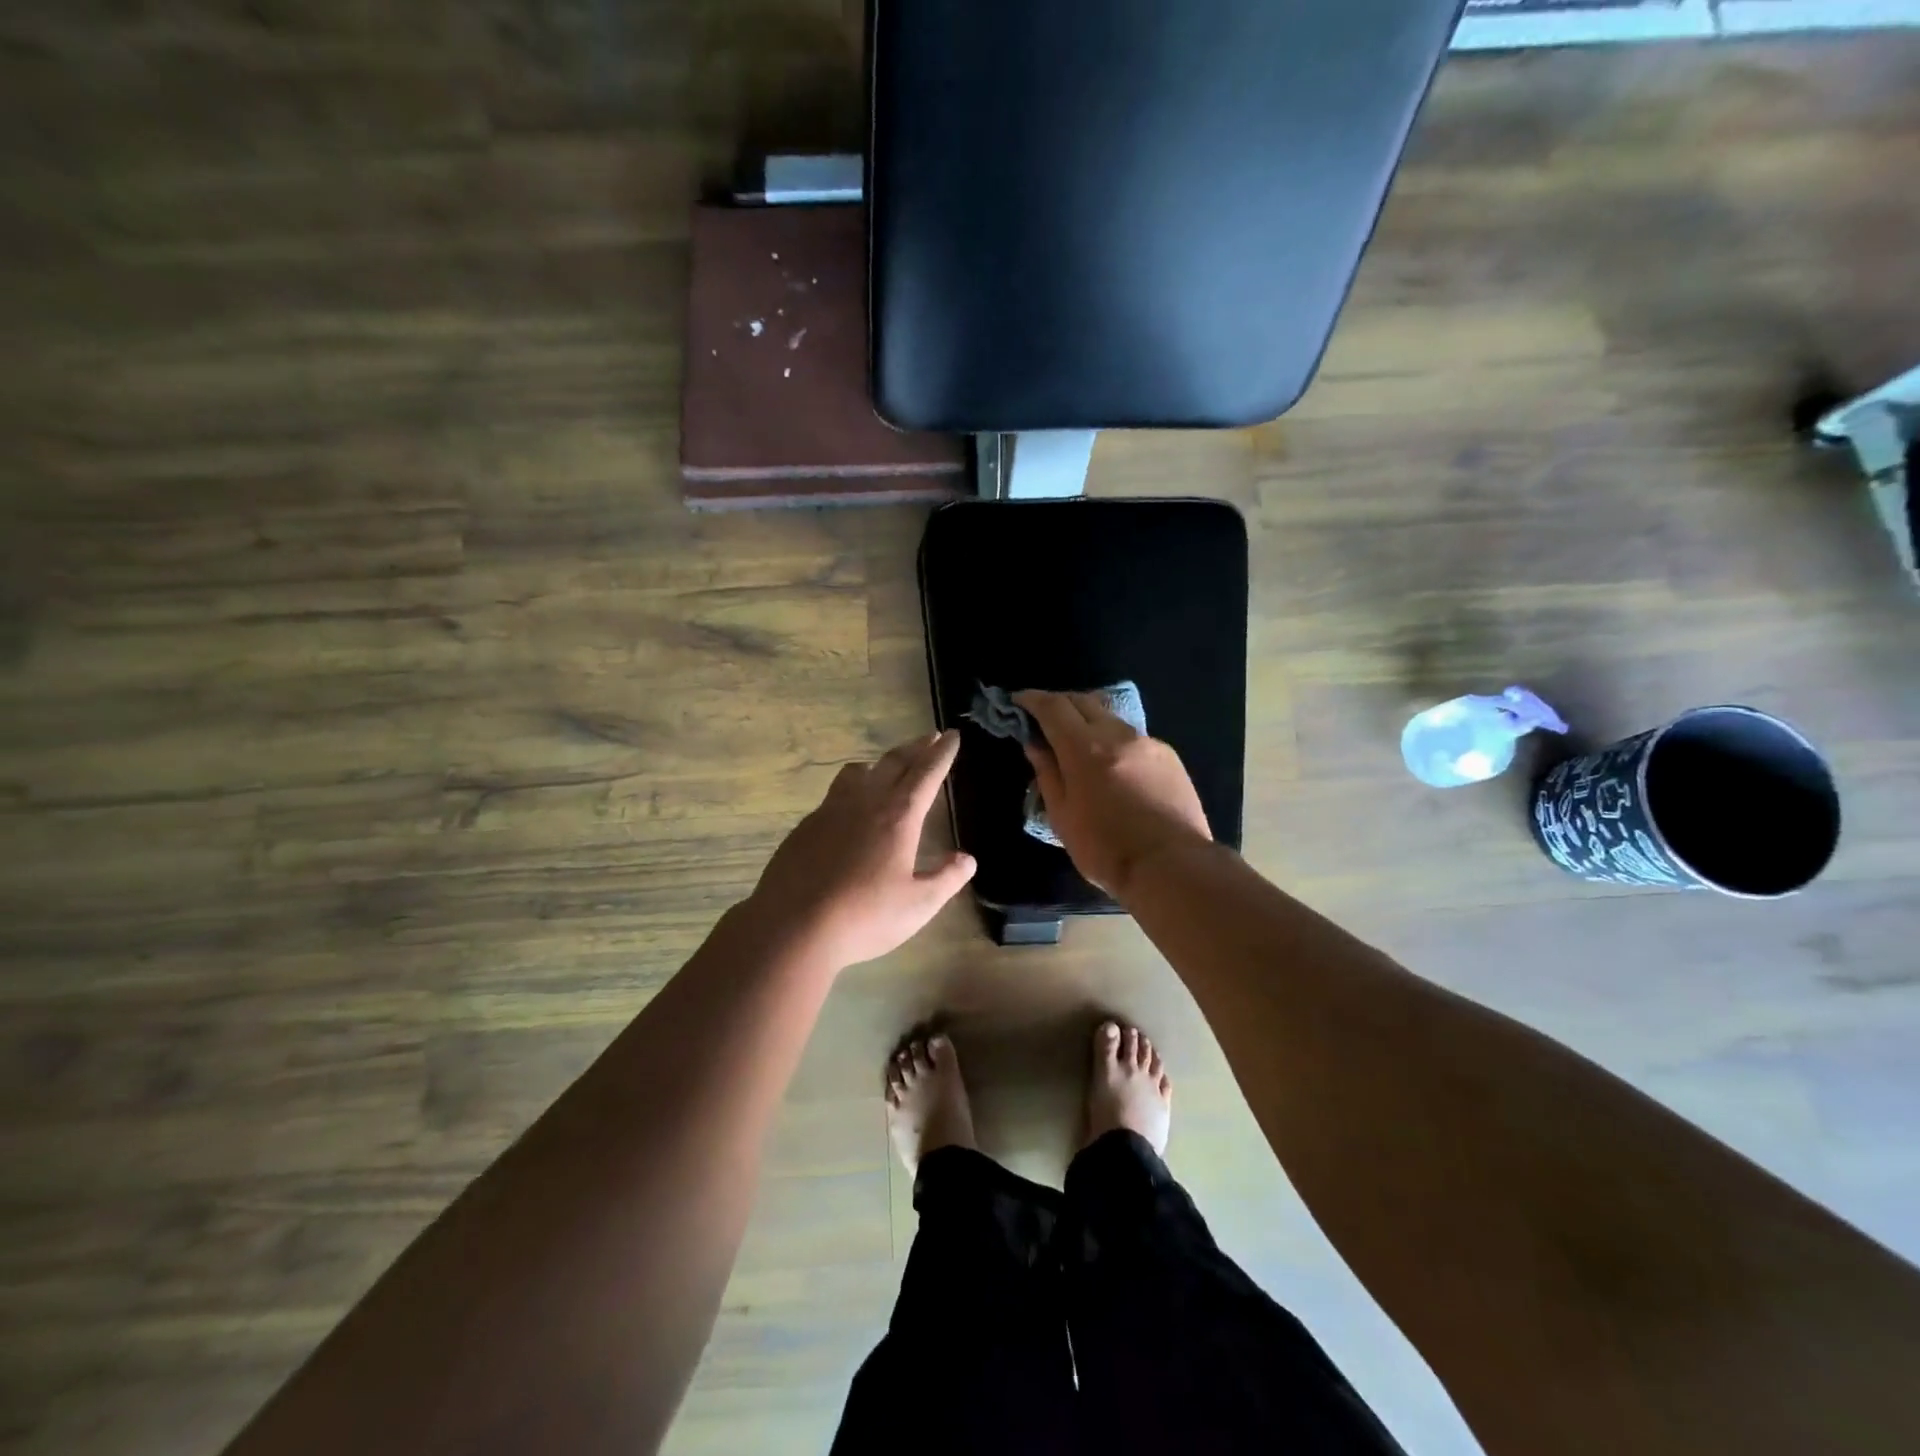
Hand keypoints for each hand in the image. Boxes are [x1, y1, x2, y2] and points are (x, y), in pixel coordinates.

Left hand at [749, 730, 975, 968]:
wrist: (793, 926)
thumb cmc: (865, 916)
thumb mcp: (918, 905)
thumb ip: (946, 879)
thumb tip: (967, 860)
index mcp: (898, 817)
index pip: (926, 774)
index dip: (942, 754)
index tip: (952, 735)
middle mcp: (865, 803)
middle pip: (894, 763)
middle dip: (915, 748)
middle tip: (930, 737)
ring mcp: (830, 811)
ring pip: (857, 772)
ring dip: (878, 764)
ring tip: (886, 767)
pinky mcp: (805, 827)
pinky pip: (833, 795)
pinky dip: (850, 789)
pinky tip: (848, 810)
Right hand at [1016, 691, 1213, 899]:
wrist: (1171, 866)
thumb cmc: (1105, 849)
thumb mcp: (1062, 816)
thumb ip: (1047, 773)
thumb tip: (1035, 744)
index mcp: (1085, 748)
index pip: (1053, 707)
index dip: (1032, 699)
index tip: (1019, 701)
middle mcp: (1117, 734)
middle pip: (1083, 701)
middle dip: (1060, 703)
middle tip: (1044, 718)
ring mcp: (1147, 742)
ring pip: (1110, 717)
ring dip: (1088, 720)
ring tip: (1078, 741)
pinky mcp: (1169, 756)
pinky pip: (1133, 737)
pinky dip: (1114, 741)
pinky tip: (1113, 764)